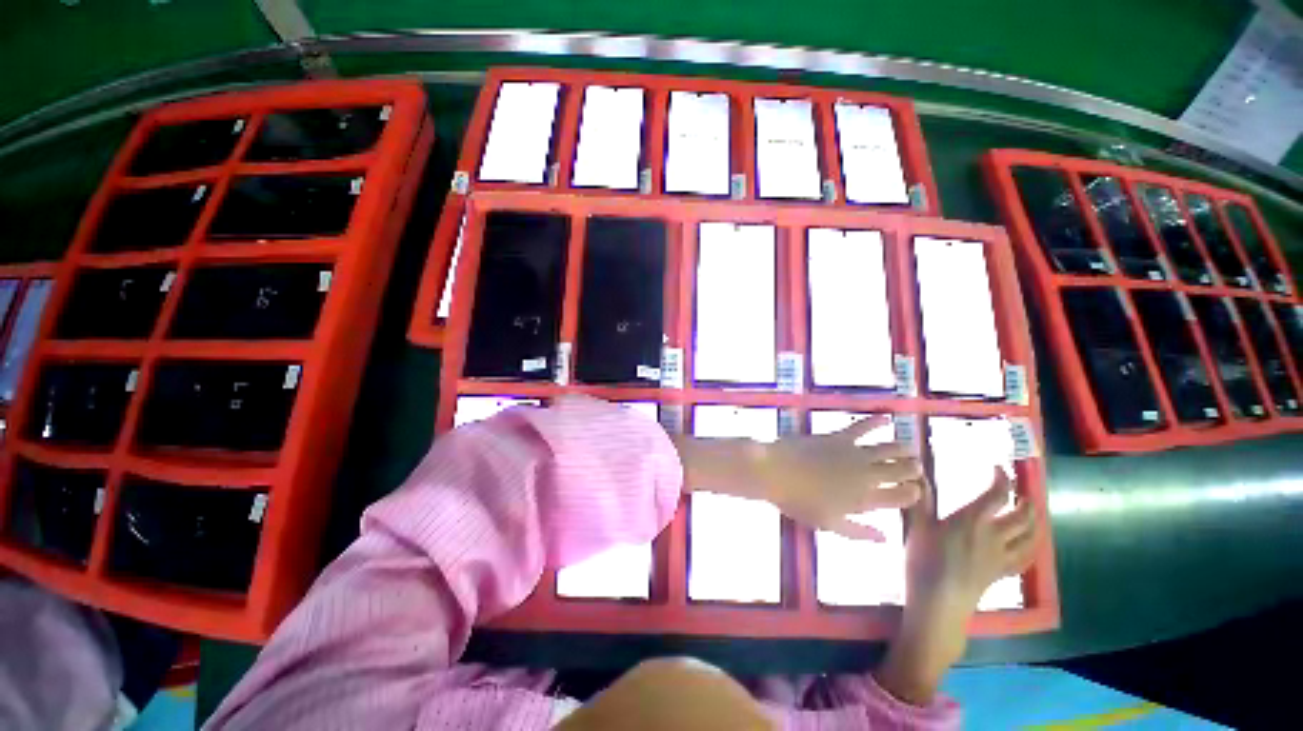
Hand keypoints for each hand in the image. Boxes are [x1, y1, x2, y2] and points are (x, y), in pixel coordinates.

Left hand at [757, 416, 922, 539]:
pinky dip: (876, 421)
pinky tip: (887, 417)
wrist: (774, 471)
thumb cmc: (798, 501)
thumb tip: (885, 538)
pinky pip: (862, 427)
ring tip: (911, 450)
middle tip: (917, 468)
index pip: (901, 497)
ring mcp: (853, 453)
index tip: (917, 492)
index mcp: (864, 500)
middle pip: (900, 471)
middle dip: (913, 470)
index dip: (914, 494)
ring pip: (889, 449)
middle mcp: (865, 475)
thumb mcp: (828, 523)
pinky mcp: (838, 437)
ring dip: (903, 449)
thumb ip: (858, 531)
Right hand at [876, 468, 1038, 704]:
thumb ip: (920, 500)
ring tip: (1029, 513)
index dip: (1002, 478)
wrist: (938, 601)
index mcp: (973, 520)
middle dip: (1024, 501)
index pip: (997, 494)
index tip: (997, 468)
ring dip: (1033, 522)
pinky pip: (1026, 558)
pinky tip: (1030, 544)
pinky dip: (1032, 547)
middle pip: (1022, 515)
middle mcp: (994, 535)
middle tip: (1018, 492)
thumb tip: (917, 475)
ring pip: (1030, 536)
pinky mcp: (1002, 573)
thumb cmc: (924, 560)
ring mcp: (1002, 556)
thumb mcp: (916, 526)